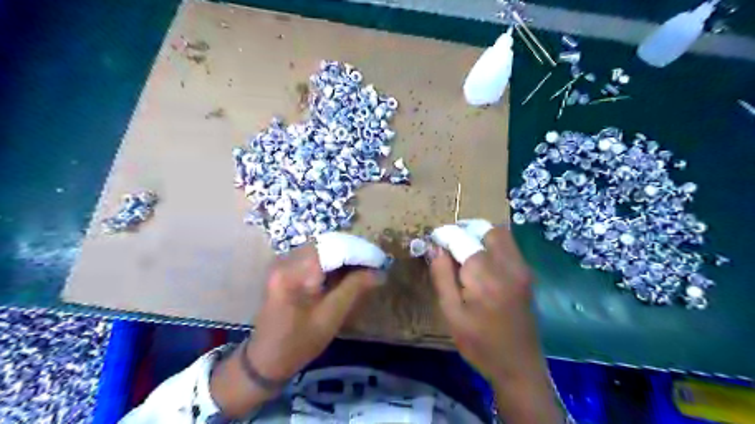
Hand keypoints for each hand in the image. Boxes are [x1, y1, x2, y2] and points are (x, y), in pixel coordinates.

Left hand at [208, 242, 379, 417]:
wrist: (265, 360)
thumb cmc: (299, 342)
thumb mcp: (331, 316)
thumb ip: (354, 288)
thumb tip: (378, 272)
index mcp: (295, 272)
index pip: (334, 248)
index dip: (359, 251)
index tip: (379, 261)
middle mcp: (286, 260)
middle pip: (327, 244)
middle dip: (352, 252)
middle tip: (373, 264)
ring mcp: (282, 263)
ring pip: (321, 249)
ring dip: (343, 255)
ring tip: (363, 268)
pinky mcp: (284, 269)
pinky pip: (312, 257)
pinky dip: (331, 261)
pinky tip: (344, 273)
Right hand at [428, 227, 563, 422]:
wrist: (519, 366)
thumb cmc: (479, 343)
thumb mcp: (451, 313)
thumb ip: (442, 276)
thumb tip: (435, 248)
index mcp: (485, 276)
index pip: (462, 238)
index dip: (445, 235)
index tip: (433, 241)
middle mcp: (508, 266)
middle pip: (487, 229)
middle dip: (466, 230)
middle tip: (450, 245)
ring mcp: (521, 269)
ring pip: (501, 235)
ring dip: (480, 236)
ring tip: (464, 252)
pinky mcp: (527, 275)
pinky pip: (509, 247)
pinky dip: (493, 246)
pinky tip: (481, 264)